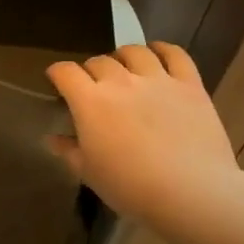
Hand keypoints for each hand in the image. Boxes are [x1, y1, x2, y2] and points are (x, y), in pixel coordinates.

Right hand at [46, 42, 240, 225]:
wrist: (191, 193)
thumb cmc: (130, 187)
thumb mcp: (89, 173)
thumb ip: (69, 151)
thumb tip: (53, 139)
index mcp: (90, 101)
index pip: (65, 72)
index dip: (57, 73)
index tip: (57, 82)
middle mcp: (120, 81)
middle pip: (98, 61)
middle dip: (91, 71)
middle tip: (94, 87)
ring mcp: (157, 79)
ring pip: (134, 52)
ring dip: (123, 57)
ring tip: (125, 69)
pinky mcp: (189, 84)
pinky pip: (175, 54)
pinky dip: (163, 50)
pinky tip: (158, 54)